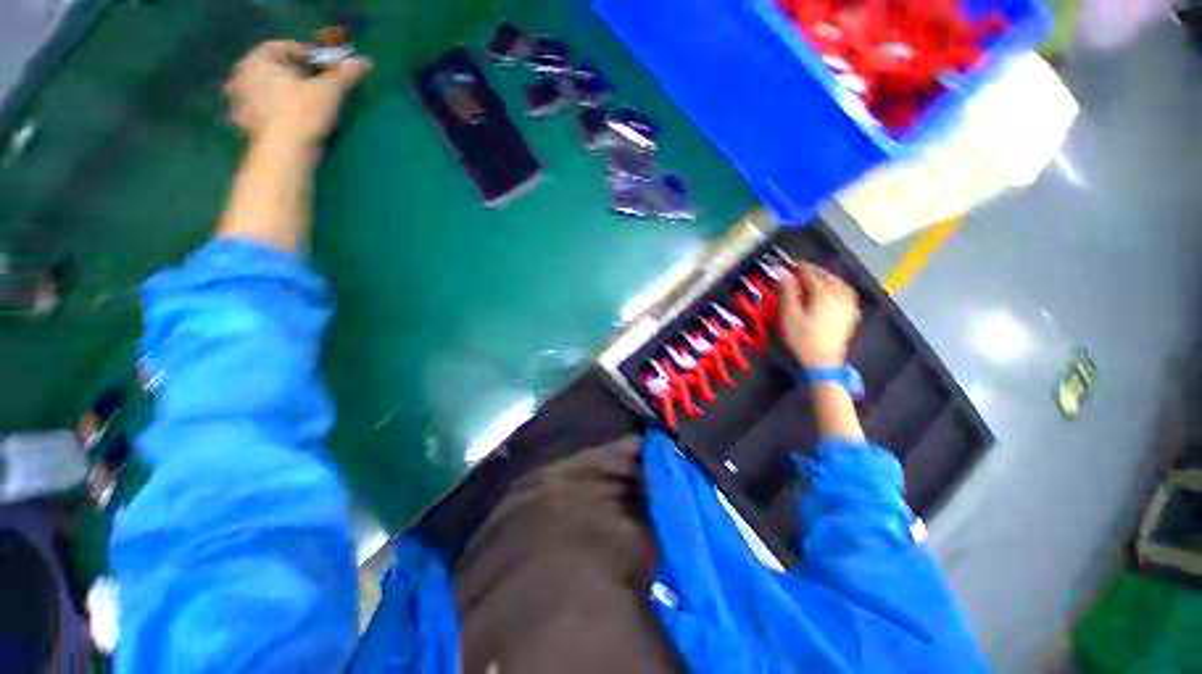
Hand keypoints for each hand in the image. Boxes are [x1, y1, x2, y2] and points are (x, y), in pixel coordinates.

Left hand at [224, 40, 370, 145]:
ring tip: (302, 102)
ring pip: (263, 88)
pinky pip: (258, 109)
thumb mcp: (330, 92)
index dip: (305, 54)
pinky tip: (287, 118)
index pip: (282, 47)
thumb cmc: (303, 114)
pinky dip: (272, 109)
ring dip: (280, 91)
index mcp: (257, 61)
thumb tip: (364, 62)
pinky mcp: (243, 124)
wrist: (285, 154)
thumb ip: (345, 74)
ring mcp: (238, 102)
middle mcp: (241, 76)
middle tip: (314, 84)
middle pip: (270, 67)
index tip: (323, 67)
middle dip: (292, 73)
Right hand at [779, 263, 860, 367]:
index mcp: (823, 295)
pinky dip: (837, 286)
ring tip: (816, 277)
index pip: (812, 275)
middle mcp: (839, 296)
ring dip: (827, 277)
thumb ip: (788, 292)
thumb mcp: (789, 315)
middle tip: (802, 269)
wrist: (823, 361)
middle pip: (828, 277)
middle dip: (815, 271)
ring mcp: (848, 305)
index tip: (791, 264)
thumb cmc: (802, 338)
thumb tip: (784, 273)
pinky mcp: (851, 314)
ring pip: (839, 283)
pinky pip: (846, 292)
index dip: (801, 268)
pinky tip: (831, 289)